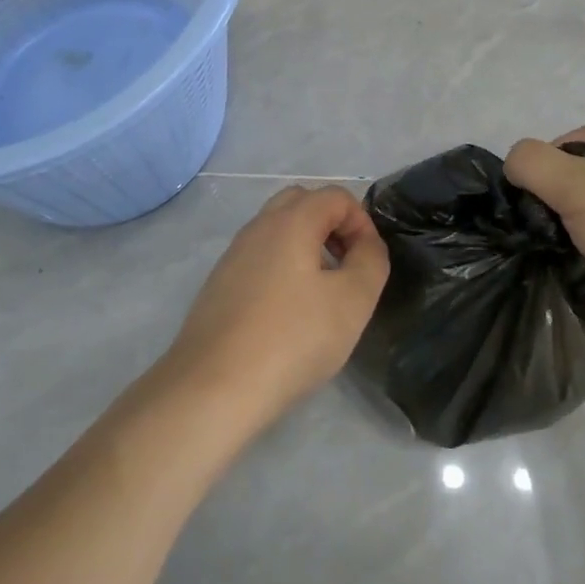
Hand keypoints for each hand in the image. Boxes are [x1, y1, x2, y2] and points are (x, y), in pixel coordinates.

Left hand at [161, 185, 389, 431]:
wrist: (213, 387)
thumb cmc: (292, 339)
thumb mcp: (352, 301)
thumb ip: (371, 260)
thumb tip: (366, 244)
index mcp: (291, 220)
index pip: (336, 196)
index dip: (362, 222)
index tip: (368, 263)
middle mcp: (258, 226)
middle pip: (302, 202)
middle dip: (332, 225)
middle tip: (346, 267)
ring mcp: (233, 254)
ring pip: (278, 230)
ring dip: (307, 246)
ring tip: (322, 293)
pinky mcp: (219, 283)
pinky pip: (259, 257)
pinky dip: (282, 267)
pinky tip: (288, 313)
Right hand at [506, 122, 584, 364]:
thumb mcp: (572, 185)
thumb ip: (532, 162)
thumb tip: (515, 166)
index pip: (568, 138)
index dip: (543, 163)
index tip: (533, 197)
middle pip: (579, 171)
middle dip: (555, 195)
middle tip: (544, 223)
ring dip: (570, 224)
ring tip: (561, 247)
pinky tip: (582, 265)